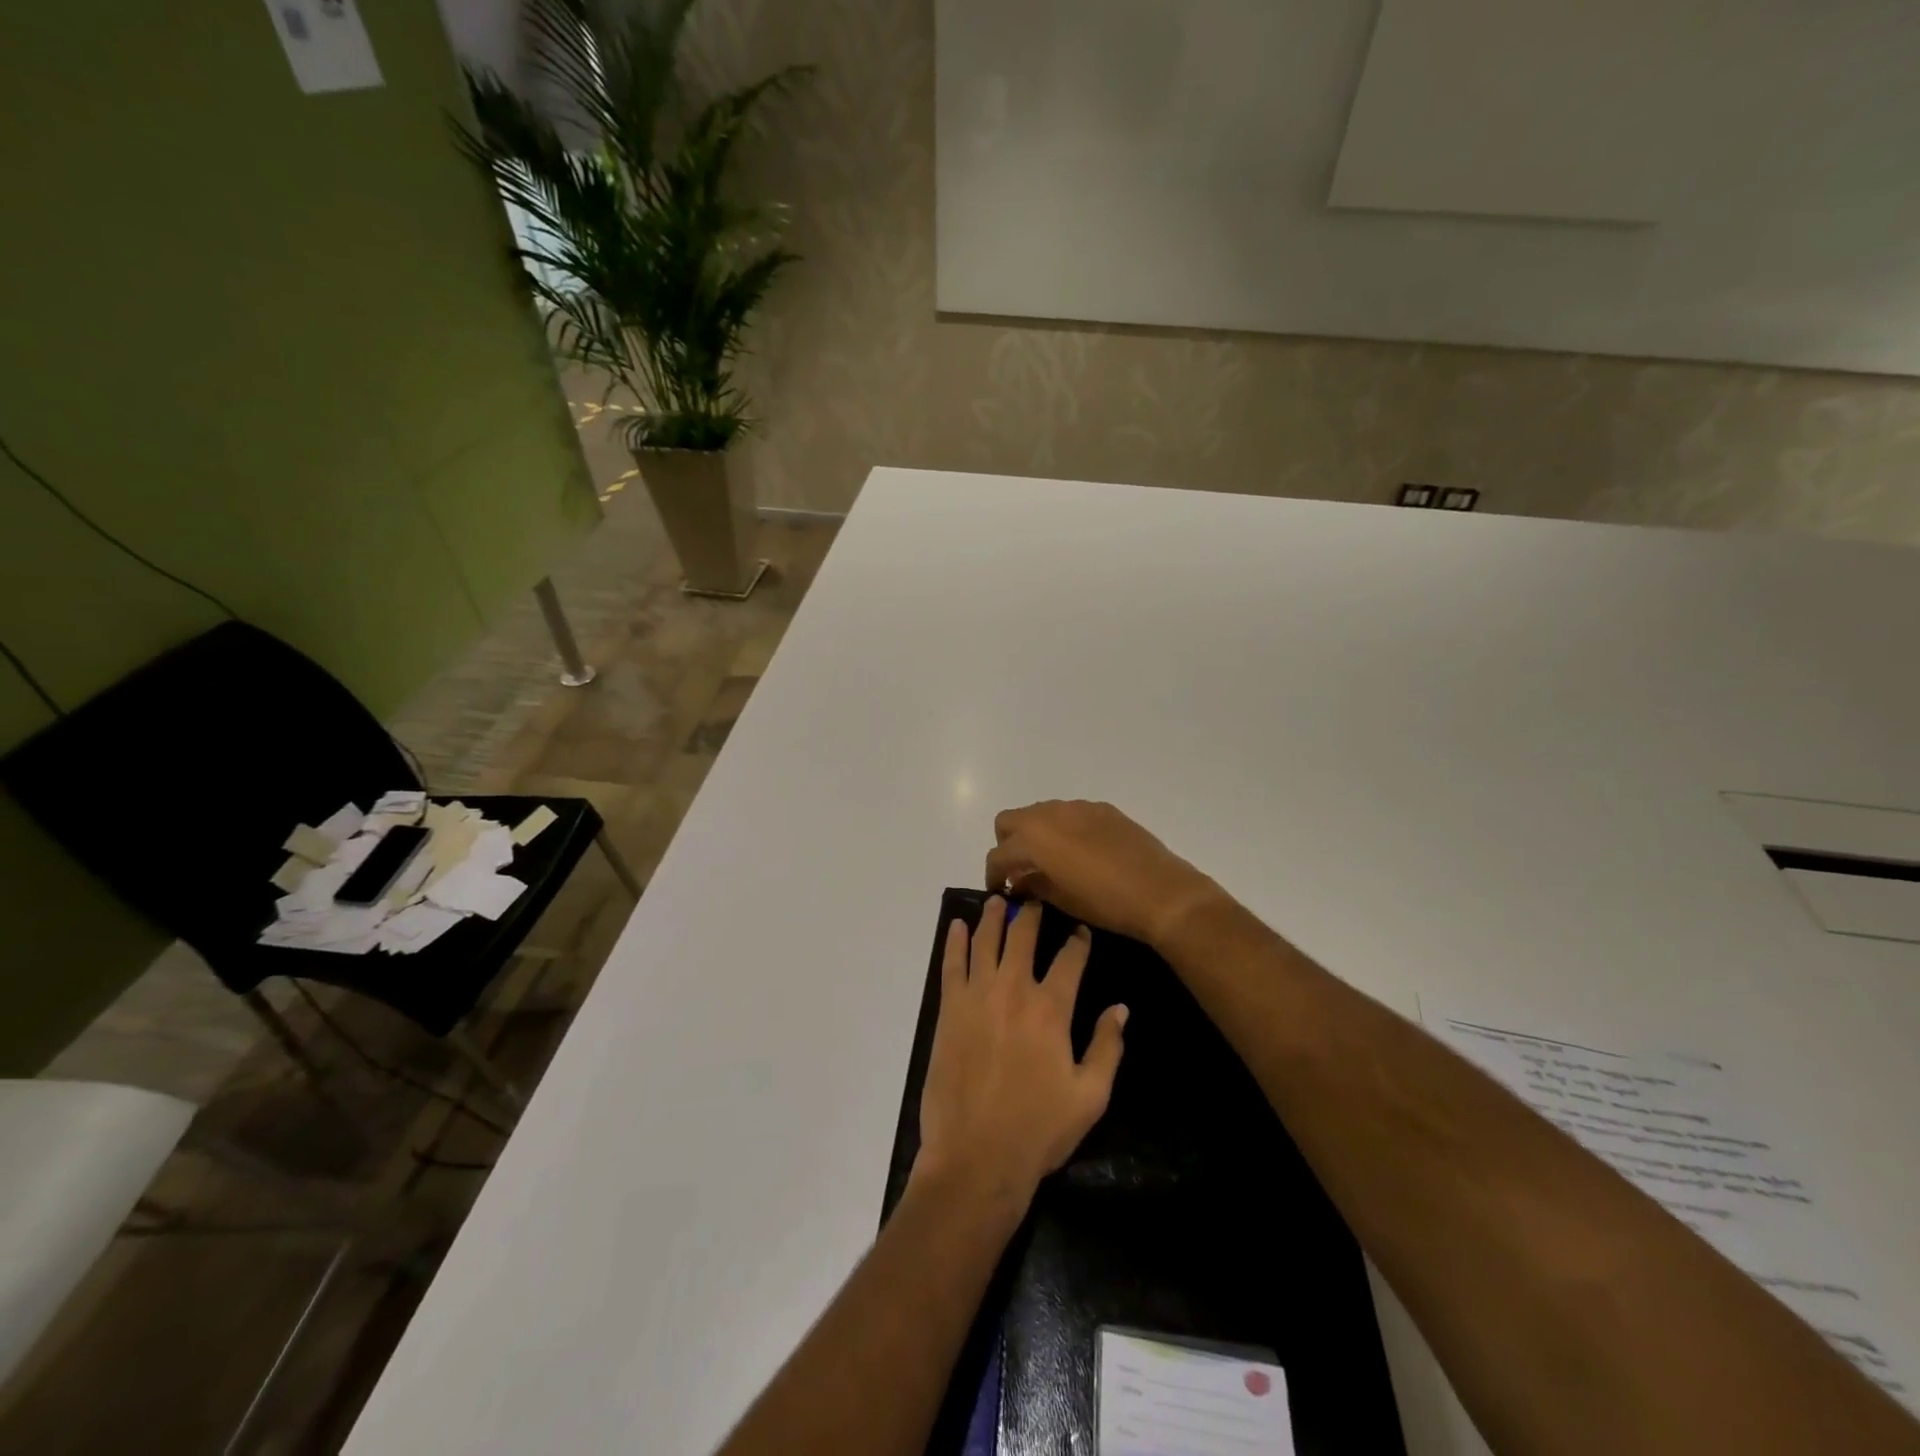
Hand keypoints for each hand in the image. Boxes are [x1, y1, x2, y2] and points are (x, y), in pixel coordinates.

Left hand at [916, 896, 1127, 1205]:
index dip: (1078, 940)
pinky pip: (951, 964)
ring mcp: (977, 996)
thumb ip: (1107, 1047)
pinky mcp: (949, 1009)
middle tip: (1035, 898)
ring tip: (997, 899)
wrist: (976, 1157)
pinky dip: (955, 941)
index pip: (1070, 959)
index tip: (1081, 929)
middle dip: (1032, 913)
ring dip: (993, 917)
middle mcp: (1014, 990)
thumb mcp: (1090, 1096)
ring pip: (985, 941)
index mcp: (1051, 1009)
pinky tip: (957, 925)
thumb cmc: (1039, 1130)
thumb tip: (1120, 1008)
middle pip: (1023, 937)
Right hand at [985, 801, 1223, 947]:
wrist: (1160, 891)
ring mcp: (1077, 807)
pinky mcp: (1101, 809)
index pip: (998, 854)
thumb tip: (1019, 881)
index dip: (993, 875)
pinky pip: (1069, 814)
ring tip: (1050, 861)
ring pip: (1040, 813)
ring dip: (1035, 833)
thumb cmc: (1105, 902)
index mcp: (1033, 839)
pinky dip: (1063, 829)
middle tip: (1020, 870)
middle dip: (1008, 844)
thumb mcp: (1062, 900)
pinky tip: (1080, 853)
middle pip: (1009, 821)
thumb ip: (1033, 885)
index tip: (1000, 890)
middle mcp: (1049, 815)